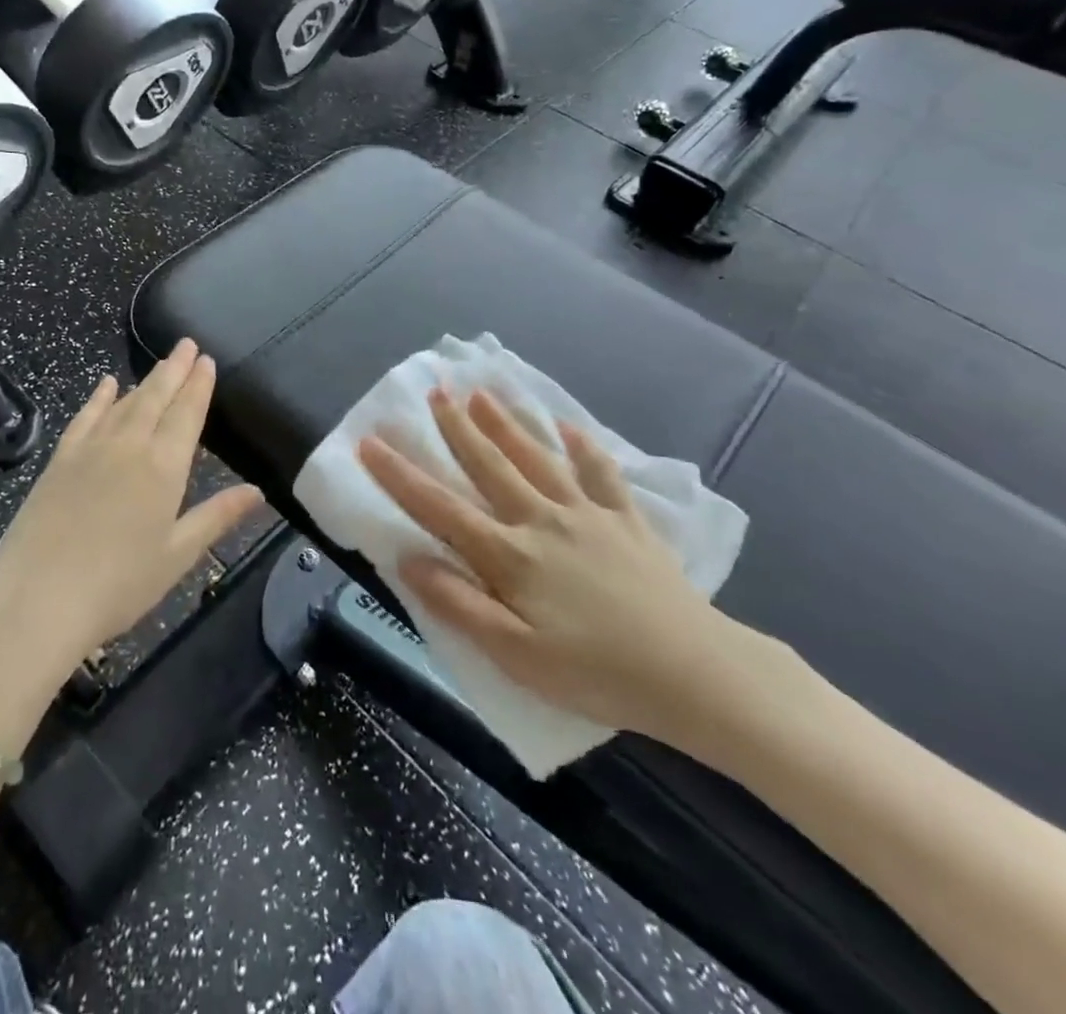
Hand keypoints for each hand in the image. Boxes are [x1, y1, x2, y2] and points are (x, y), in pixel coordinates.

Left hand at [0, 340, 263, 671]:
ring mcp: (90, 449)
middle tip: (188, 344)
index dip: (199, 386)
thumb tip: (257, 491)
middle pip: (157, 397)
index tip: (207, 360)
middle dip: (175, 369)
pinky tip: (106, 384)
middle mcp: (129, 446)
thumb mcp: (177, 555)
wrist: (36, 599)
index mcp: (164, 467)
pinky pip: (85, 417)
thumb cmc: (118, 585)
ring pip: (124, 403)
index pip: (187, 414)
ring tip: (161, 363)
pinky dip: (99, 397)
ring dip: (145, 380)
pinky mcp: (60, 460)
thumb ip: (217, 517)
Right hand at [358, 387, 753, 748]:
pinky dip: (583, 448)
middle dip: (457, 428)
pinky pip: (600, 474)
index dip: (400, 474)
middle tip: (435, 391)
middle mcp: (542, 520)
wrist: (694, 674)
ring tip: (483, 393)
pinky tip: (570, 429)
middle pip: (490, 466)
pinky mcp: (626, 521)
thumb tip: (407, 558)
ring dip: (507, 424)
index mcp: (510, 555)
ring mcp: (587, 515)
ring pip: (537, 458)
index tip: (371, 441)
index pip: (440, 507)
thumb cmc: (596, 673)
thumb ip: (459, 604)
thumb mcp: (516, 655)